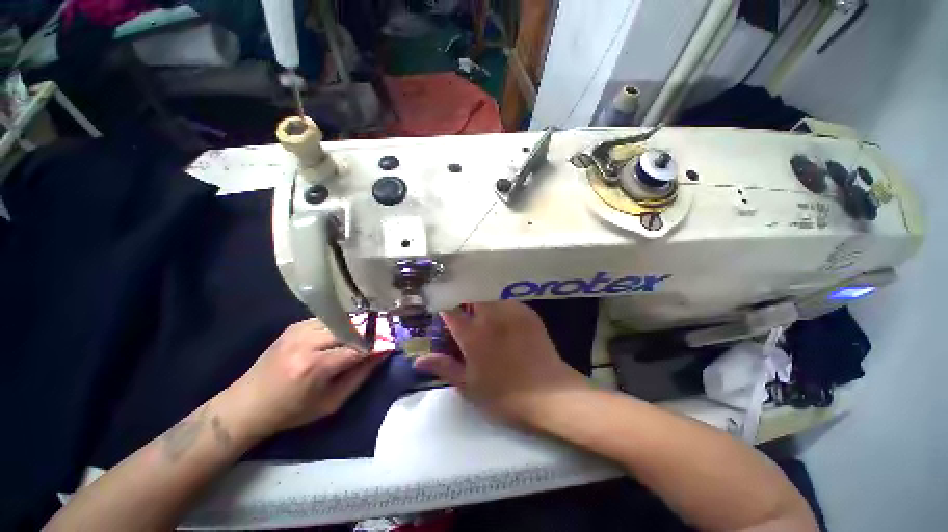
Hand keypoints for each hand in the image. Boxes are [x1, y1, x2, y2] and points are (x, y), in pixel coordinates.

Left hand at [222, 319, 384, 438]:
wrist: (246, 405)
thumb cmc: (292, 411)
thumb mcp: (331, 402)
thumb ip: (360, 375)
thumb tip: (382, 354)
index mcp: (316, 367)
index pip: (359, 347)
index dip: (379, 344)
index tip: (392, 343)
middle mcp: (307, 343)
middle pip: (352, 327)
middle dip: (372, 331)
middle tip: (383, 336)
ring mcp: (299, 330)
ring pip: (342, 320)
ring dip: (358, 326)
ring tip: (368, 333)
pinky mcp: (294, 326)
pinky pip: (329, 319)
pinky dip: (342, 324)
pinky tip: (345, 333)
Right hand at [413, 301, 588, 424]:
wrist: (549, 394)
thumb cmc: (504, 394)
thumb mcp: (469, 386)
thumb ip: (443, 367)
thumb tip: (418, 360)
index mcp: (472, 333)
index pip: (450, 309)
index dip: (443, 309)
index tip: (442, 314)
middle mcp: (490, 315)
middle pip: (470, 297)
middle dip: (464, 305)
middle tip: (465, 322)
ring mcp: (511, 311)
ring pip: (489, 297)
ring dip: (482, 305)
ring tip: (486, 323)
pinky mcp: (527, 312)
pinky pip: (507, 302)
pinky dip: (501, 308)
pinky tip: (505, 324)